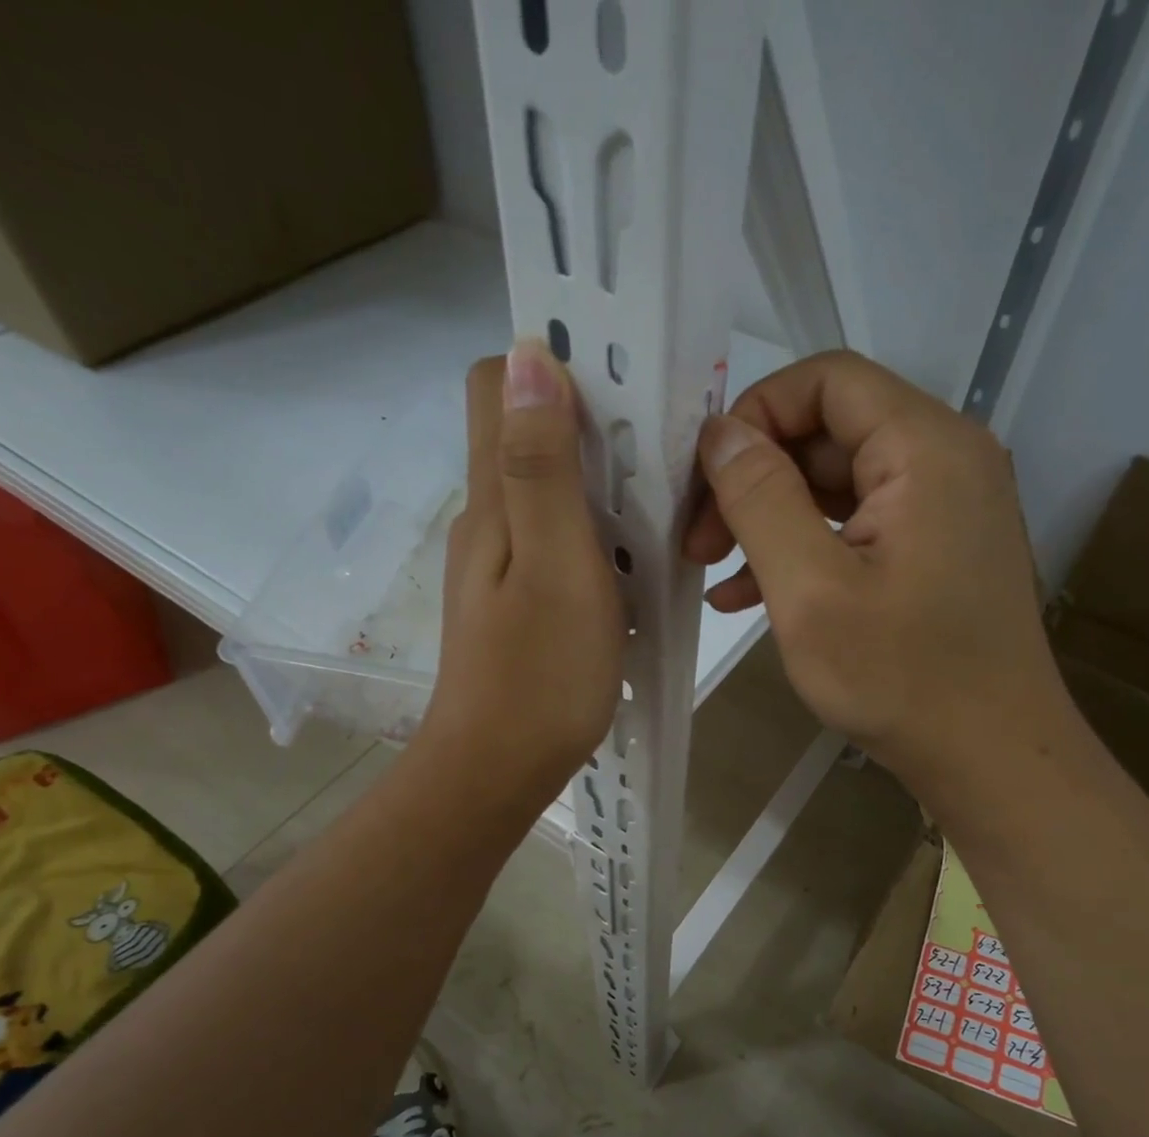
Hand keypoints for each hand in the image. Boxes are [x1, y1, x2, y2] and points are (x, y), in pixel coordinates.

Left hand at [416, 342, 624, 819]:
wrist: (498, 771)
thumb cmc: (539, 675)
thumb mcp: (555, 564)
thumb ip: (541, 466)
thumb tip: (527, 354)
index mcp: (492, 501)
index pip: (494, 385)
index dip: (549, 365)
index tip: (619, 384)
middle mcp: (488, 521)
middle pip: (527, 436)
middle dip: (590, 426)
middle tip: (660, 453)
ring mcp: (501, 566)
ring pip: (548, 493)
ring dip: (600, 486)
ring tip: (660, 510)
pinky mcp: (519, 603)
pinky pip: (558, 544)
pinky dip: (597, 537)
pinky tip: (633, 566)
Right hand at [684, 350, 1069, 801]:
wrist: (991, 758)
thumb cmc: (901, 678)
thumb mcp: (810, 589)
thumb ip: (760, 498)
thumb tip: (720, 433)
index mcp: (924, 448)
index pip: (825, 381)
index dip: (754, 415)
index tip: (703, 482)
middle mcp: (945, 459)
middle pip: (829, 432)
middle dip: (754, 479)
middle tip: (698, 542)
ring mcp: (946, 508)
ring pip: (837, 483)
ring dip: (771, 520)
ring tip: (713, 572)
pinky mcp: (937, 551)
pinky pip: (859, 526)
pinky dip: (805, 548)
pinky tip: (752, 595)